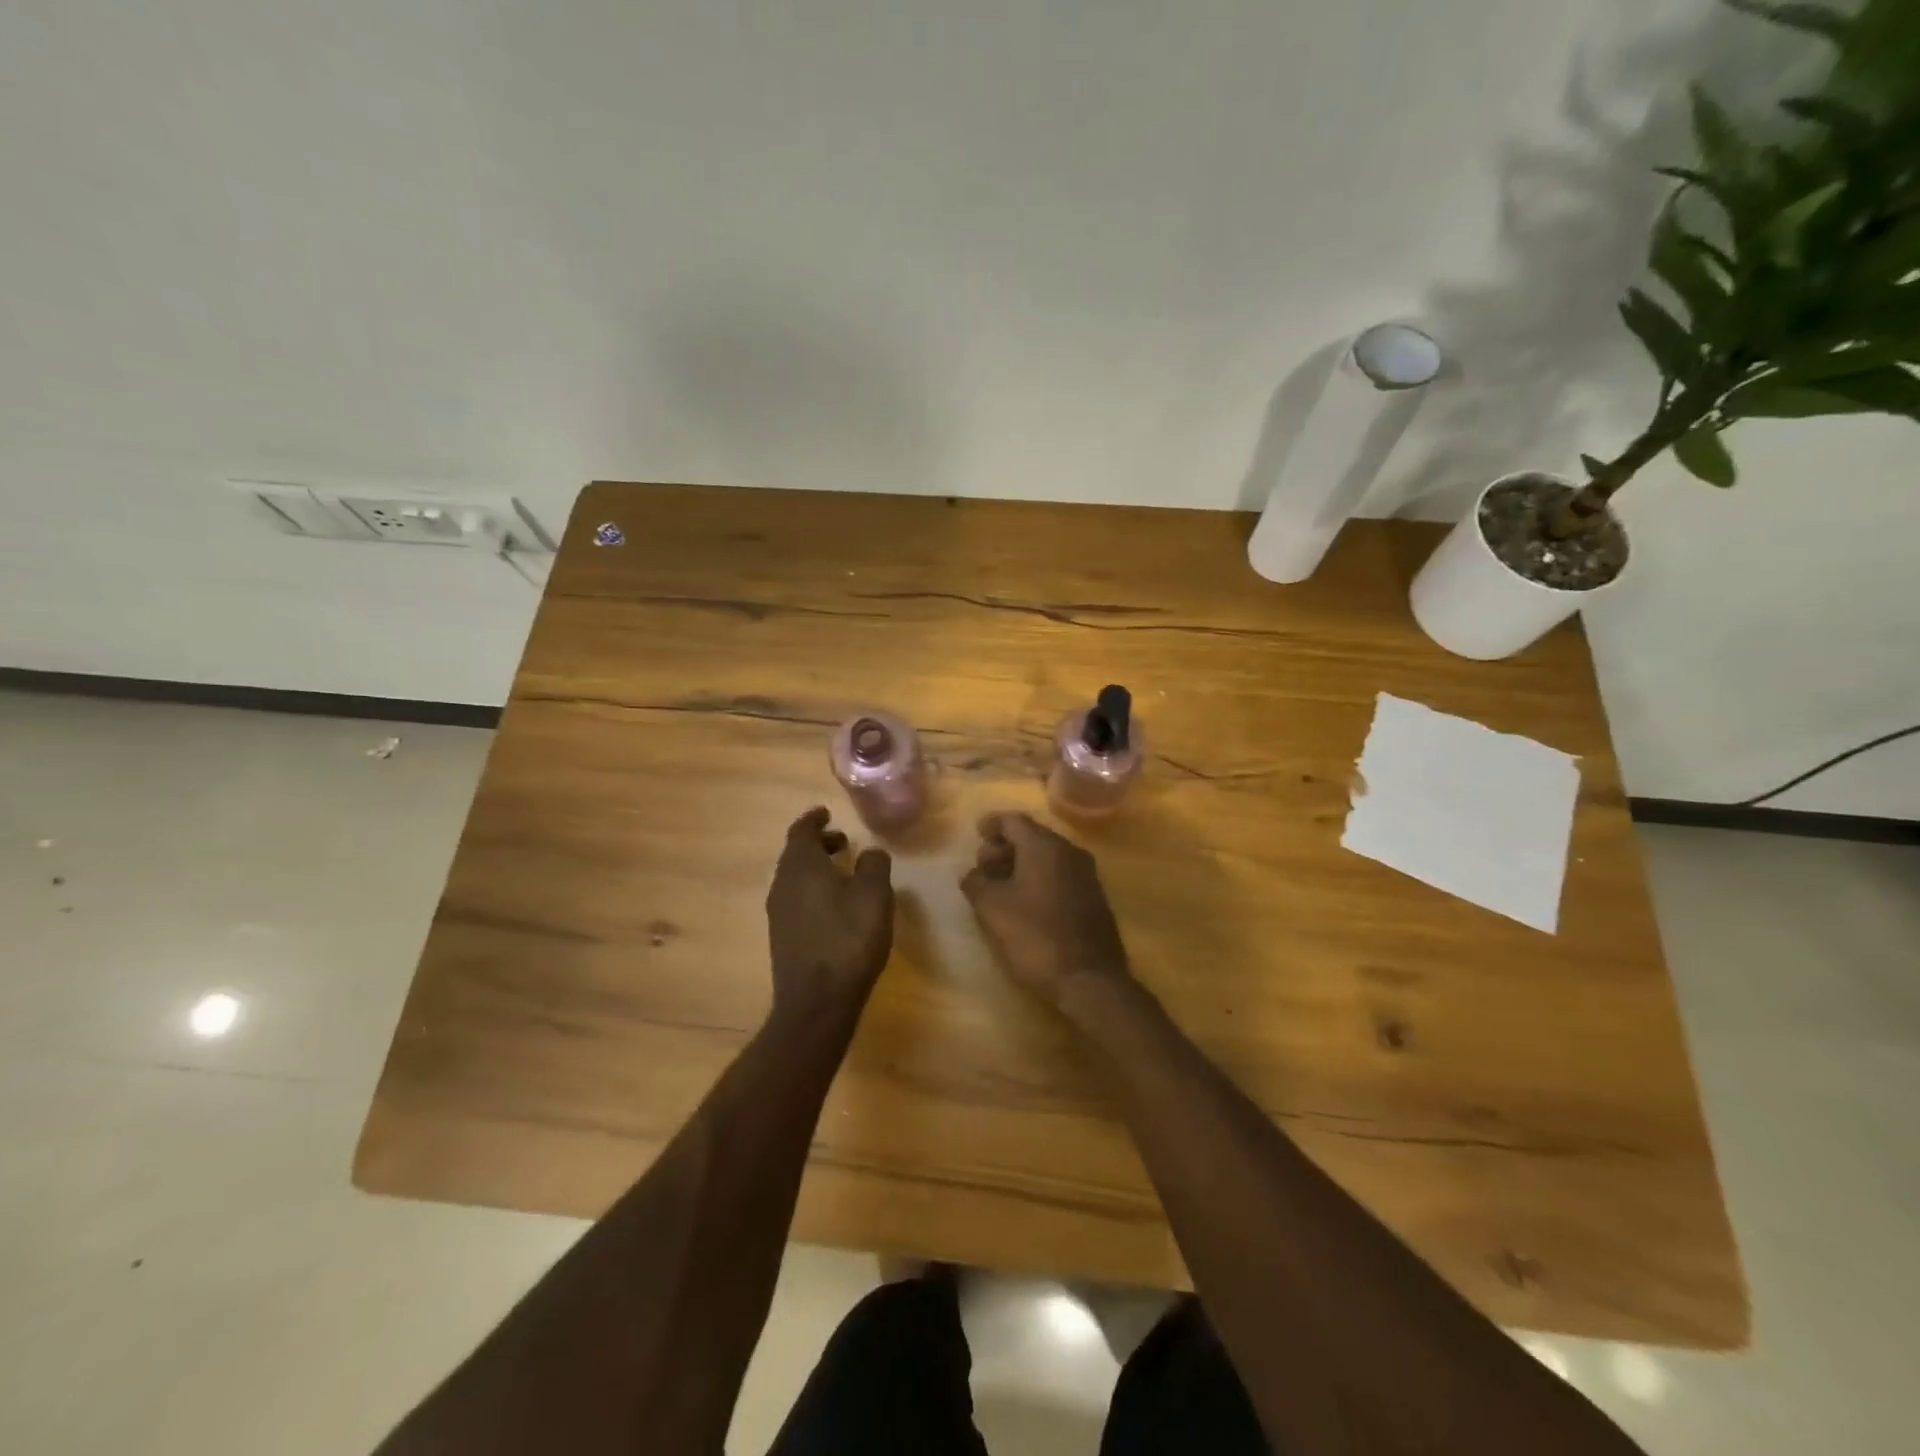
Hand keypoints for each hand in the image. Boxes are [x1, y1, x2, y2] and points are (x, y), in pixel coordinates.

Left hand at [766, 807, 894, 1023]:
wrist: (817, 1001)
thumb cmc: (848, 939)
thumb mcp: (874, 895)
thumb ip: (874, 865)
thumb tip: (870, 852)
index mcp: (801, 865)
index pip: (801, 830)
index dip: (814, 819)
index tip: (826, 813)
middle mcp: (782, 884)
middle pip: (796, 854)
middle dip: (817, 844)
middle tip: (841, 841)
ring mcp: (779, 912)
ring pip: (794, 878)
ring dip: (815, 868)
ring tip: (842, 872)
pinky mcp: (782, 936)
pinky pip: (796, 899)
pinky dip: (812, 890)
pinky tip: (834, 906)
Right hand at [960, 812, 1131, 1009]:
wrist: (1090, 980)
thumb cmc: (1036, 937)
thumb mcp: (992, 908)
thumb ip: (976, 882)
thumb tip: (973, 874)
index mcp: (1044, 846)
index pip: (1013, 820)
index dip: (991, 824)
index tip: (976, 833)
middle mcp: (1070, 851)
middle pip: (1031, 836)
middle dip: (1004, 846)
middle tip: (983, 867)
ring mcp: (1086, 874)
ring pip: (1047, 856)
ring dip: (1021, 864)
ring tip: (1000, 888)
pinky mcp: (1094, 897)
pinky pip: (1060, 874)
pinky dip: (1039, 878)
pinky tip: (1025, 903)